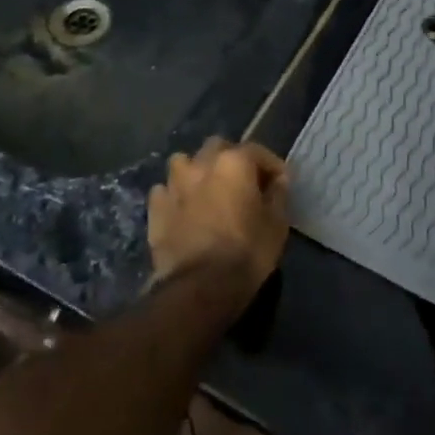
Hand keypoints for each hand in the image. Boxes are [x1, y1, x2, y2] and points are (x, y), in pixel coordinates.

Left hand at [148, 137, 290, 300]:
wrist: (200, 286)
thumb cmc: (247, 252)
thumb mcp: (277, 224)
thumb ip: (278, 195)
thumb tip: (278, 181)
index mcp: (233, 162)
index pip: (257, 151)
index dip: (271, 166)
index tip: (279, 182)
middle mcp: (201, 164)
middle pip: (217, 148)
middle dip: (230, 159)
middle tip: (242, 183)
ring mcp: (173, 184)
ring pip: (184, 163)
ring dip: (197, 171)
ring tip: (207, 191)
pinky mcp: (155, 207)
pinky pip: (165, 190)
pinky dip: (176, 195)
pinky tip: (183, 210)